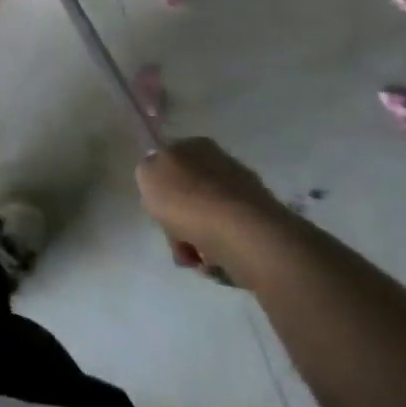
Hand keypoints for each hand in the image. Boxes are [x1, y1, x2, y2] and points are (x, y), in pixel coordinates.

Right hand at [135, 137, 288, 282]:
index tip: (155, 205)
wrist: (243, 234)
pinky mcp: (260, 224)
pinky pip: (227, 237)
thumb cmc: (188, 200)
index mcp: (195, 145)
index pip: (169, 160)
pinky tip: (212, 261)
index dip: (159, 185)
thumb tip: (157, 175)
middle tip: (173, 237)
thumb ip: (147, 170)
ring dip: (194, 239)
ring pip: (205, 219)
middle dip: (177, 220)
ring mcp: (244, 194)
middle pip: (187, 194)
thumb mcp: (146, 174)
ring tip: (194, 256)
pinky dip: (216, 250)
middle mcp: (222, 163)